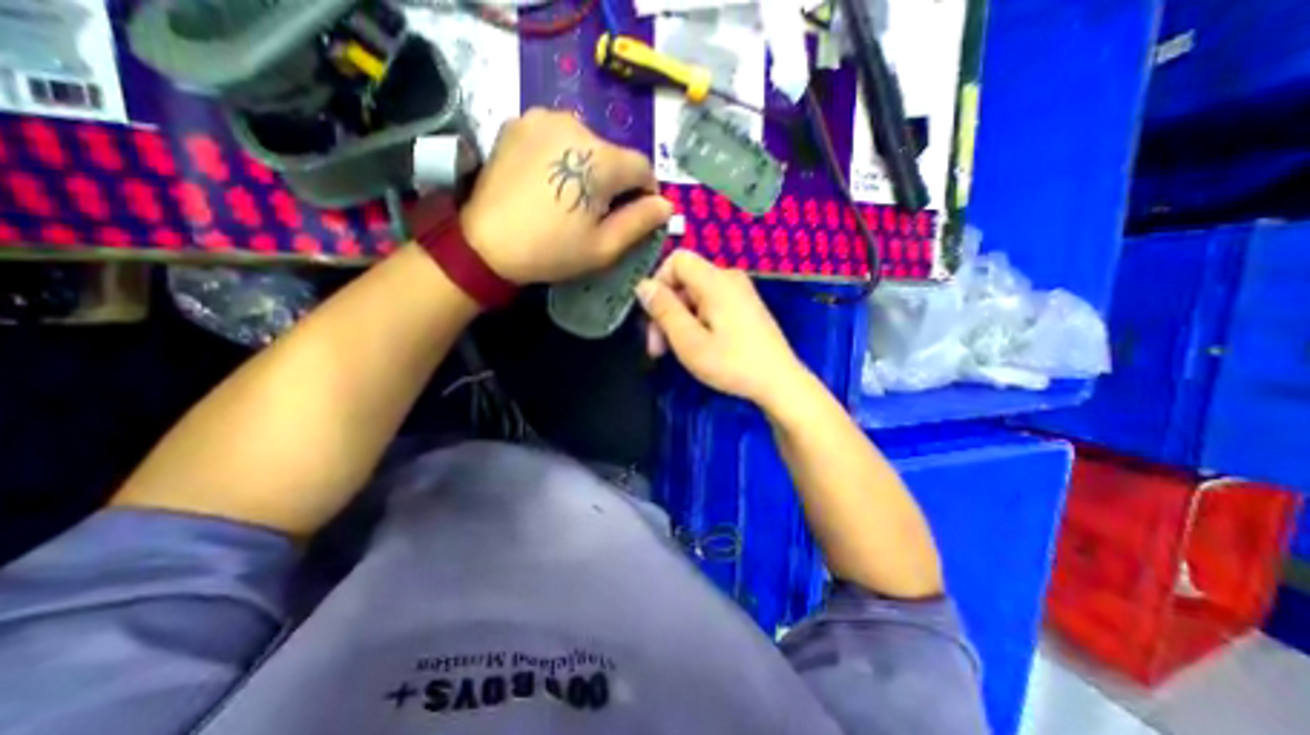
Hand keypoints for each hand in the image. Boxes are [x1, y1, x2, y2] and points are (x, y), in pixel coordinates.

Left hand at [456, 109, 667, 282]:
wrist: (485, 244)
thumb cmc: (552, 250)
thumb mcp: (604, 247)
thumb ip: (640, 222)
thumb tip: (666, 205)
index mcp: (600, 158)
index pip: (642, 168)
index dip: (645, 193)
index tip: (635, 215)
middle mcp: (575, 124)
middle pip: (613, 155)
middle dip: (615, 182)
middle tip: (598, 213)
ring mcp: (542, 118)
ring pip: (586, 144)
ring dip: (589, 167)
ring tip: (571, 197)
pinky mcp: (519, 122)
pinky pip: (557, 137)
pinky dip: (563, 156)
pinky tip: (550, 181)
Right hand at [634, 250, 810, 409]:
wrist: (779, 382)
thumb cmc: (732, 363)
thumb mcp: (689, 340)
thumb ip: (664, 309)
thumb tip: (643, 285)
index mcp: (716, 281)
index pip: (677, 260)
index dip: (658, 283)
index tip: (651, 316)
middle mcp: (729, 278)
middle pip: (684, 280)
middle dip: (666, 310)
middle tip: (657, 348)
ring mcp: (740, 292)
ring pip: (695, 295)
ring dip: (679, 319)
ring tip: (673, 352)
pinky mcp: (745, 307)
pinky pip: (711, 304)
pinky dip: (696, 321)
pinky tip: (695, 346)